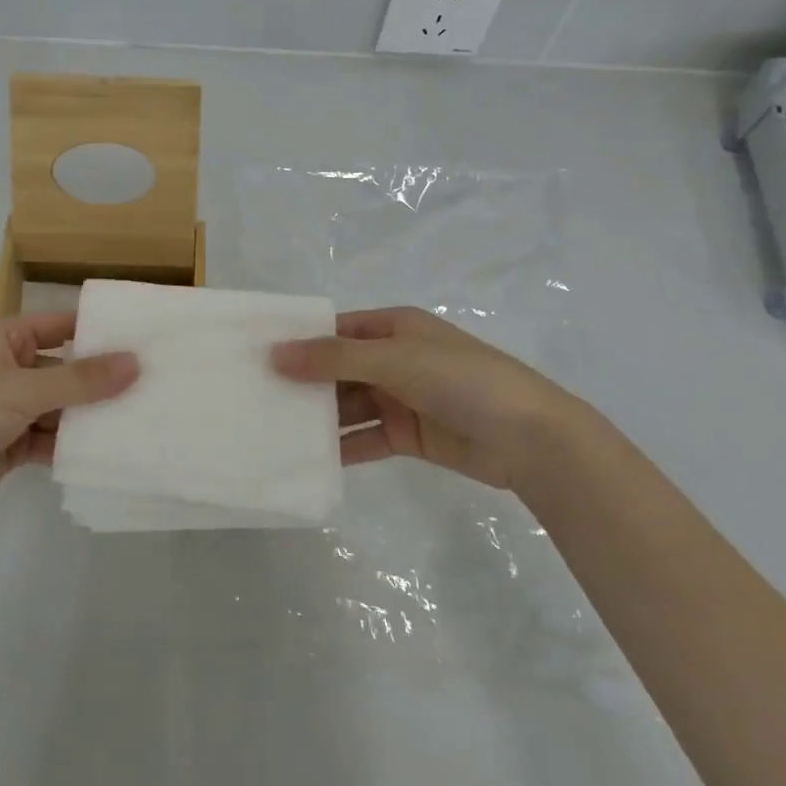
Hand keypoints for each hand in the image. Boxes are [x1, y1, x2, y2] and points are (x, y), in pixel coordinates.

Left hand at [0, 312, 137, 531]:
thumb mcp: (21, 391)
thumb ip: (80, 379)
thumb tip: (135, 362)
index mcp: (2, 338)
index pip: (60, 325)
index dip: (99, 331)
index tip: (145, 339)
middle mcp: (6, 367)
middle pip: (64, 368)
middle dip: (101, 380)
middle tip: (153, 385)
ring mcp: (6, 408)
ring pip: (60, 406)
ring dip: (88, 415)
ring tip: (140, 419)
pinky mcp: (8, 444)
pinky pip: (49, 437)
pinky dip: (70, 444)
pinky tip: (106, 450)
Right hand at [271, 306, 592, 494]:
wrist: (530, 438)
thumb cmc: (461, 380)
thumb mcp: (394, 359)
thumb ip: (333, 358)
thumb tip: (274, 354)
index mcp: (394, 327)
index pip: (335, 329)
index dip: (299, 340)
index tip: (257, 355)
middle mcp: (394, 358)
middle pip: (338, 368)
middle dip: (303, 382)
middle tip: (255, 397)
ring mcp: (401, 397)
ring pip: (348, 405)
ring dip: (319, 417)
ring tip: (273, 430)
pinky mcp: (408, 435)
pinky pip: (365, 437)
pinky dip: (341, 447)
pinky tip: (309, 459)